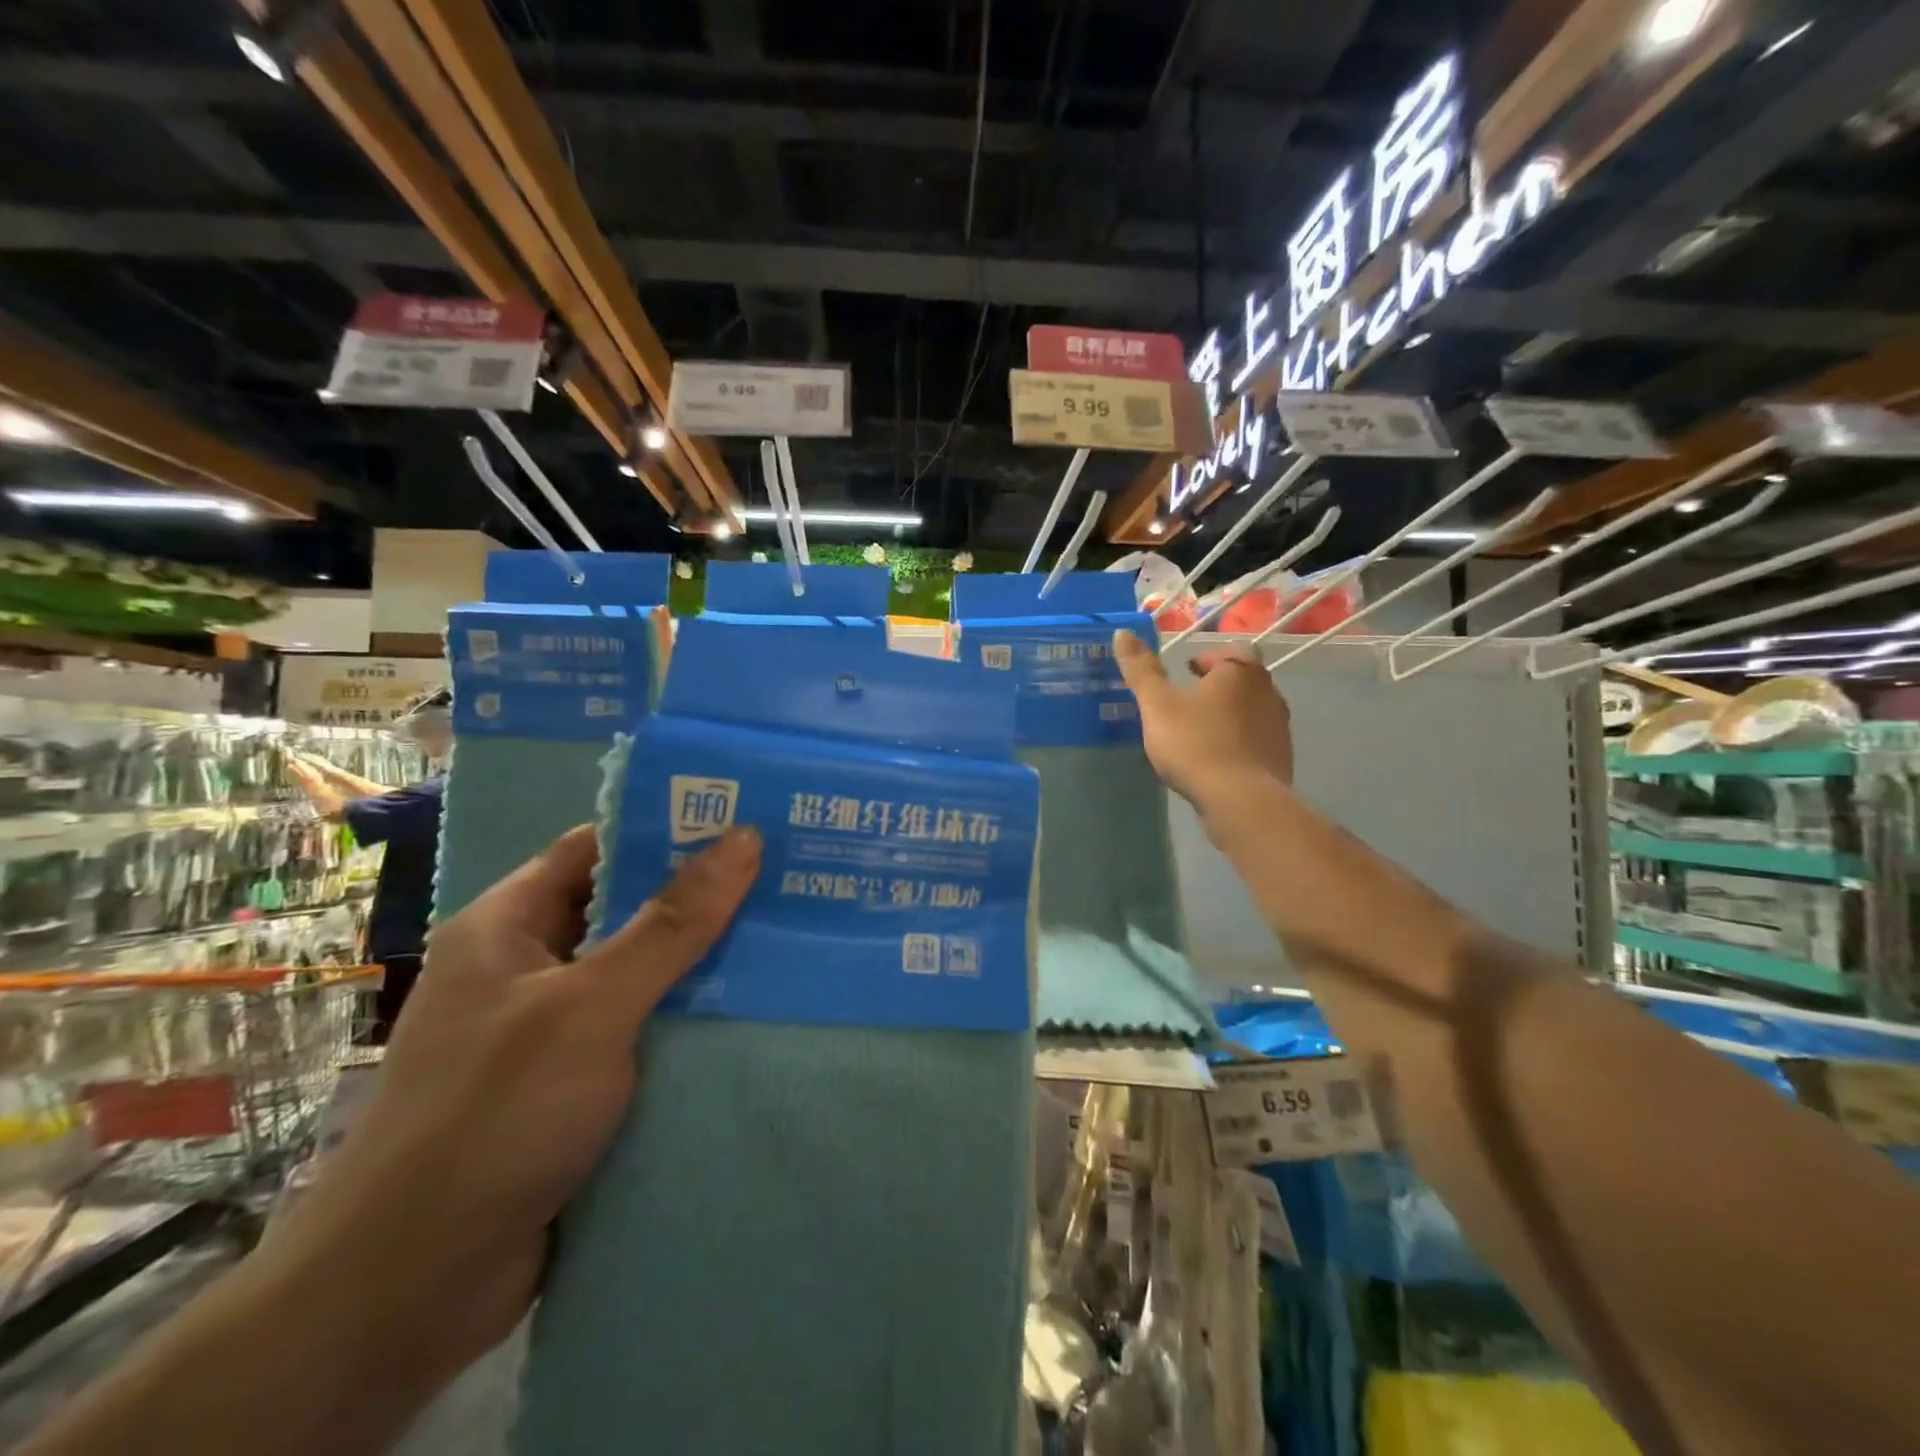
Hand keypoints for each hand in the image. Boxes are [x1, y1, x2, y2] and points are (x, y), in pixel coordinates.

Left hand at [262, 823, 761, 1388]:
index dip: (668, 829)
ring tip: (788, 935)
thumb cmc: (494, 1115)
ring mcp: (551, 1030)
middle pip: (627, 910)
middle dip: (702, 897)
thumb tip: (743, 838)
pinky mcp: (576, 1085)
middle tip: (785, 877)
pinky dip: (691, 1020)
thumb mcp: (592, 1004)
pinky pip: (645, 1031)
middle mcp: (528, 967)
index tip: (745, 823)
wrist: (410, 1291)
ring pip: (642, 974)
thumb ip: (673, 923)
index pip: (597, 849)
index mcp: (509, 926)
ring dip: (704, 962)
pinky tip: (755, 1011)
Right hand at [1113, 629, 1292, 809]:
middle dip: (1216, 689)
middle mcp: (1269, 692)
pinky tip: (1215, 763)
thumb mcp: (1157, 705)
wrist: (1240, 801)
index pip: (1229, 650)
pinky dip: (1238, 746)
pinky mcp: (1280, 760)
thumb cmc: (1195, 743)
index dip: (1206, 659)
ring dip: (1228, 718)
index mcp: (1241, 671)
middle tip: (1185, 705)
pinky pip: (1256, 743)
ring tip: (1198, 735)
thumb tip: (1123, 632)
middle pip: (1242, 681)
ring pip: (1251, 712)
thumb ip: (1141, 670)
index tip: (1185, 674)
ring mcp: (1280, 728)